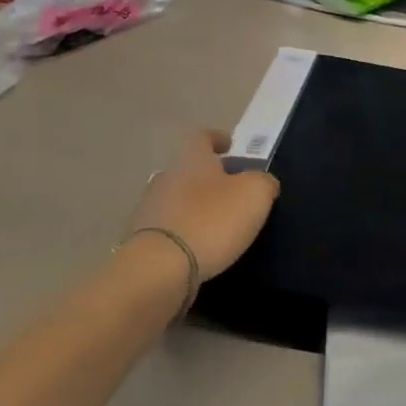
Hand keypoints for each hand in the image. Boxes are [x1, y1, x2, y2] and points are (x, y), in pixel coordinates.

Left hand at [126, 131, 278, 280]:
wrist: (160, 268)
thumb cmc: (212, 220)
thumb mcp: (254, 194)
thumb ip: (263, 182)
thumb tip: (263, 181)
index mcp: (192, 159)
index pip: (202, 138)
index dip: (217, 139)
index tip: (229, 146)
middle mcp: (166, 177)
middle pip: (189, 169)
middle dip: (208, 177)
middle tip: (231, 190)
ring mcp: (149, 208)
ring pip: (177, 199)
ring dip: (195, 206)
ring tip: (217, 223)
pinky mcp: (142, 240)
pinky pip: (168, 228)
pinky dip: (183, 232)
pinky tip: (198, 246)